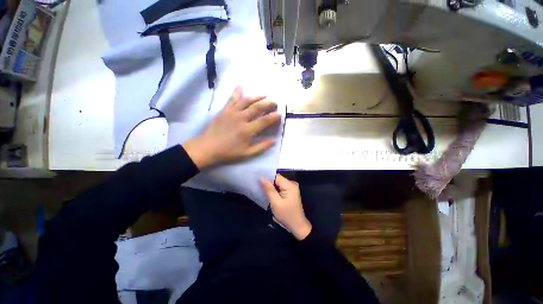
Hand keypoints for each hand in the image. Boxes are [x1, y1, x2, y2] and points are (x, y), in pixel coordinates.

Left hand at [183, 86, 280, 167]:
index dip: (274, 117)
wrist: (207, 147)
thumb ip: (261, 147)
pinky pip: (232, 99)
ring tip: (265, 95)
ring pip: (247, 100)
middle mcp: (241, 118)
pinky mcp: (225, 110)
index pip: (264, 120)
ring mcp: (232, 112)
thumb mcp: (247, 153)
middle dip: (268, 103)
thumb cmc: (228, 152)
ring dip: (257, 96)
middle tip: (275, 103)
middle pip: (257, 107)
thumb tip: (274, 140)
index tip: (279, 114)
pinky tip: (240, 86)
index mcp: (247, 130)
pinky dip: (237, 92)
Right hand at [261, 174, 311, 240]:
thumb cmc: (286, 215)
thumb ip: (268, 189)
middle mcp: (292, 183)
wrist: (297, 226)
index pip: (276, 176)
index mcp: (290, 185)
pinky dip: (274, 191)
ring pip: (277, 184)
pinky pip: (280, 188)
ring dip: (270, 187)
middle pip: (277, 179)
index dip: (266, 178)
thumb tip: (261, 177)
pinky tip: (268, 194)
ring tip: (261, 190)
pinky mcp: (290, 192)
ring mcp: (291, 188)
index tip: (257, 180)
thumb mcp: (275, 202)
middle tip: (258, 186)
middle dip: (268, 183)